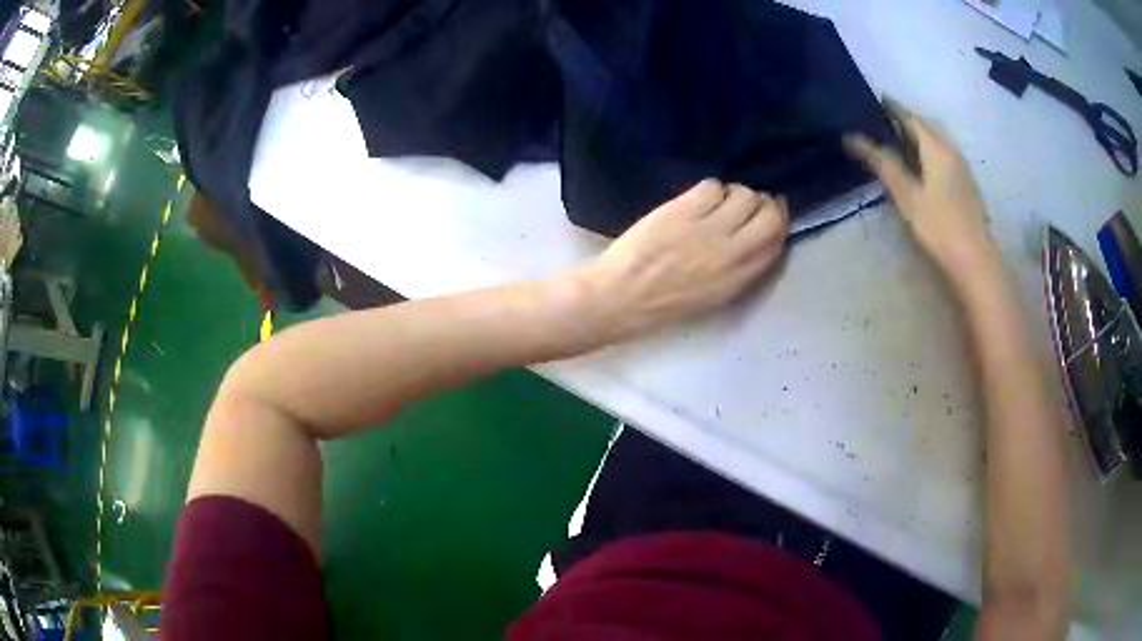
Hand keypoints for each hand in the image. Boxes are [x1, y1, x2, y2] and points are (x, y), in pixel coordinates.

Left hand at [579, 179, 788, 340]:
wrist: (621, 296)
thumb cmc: (666, 301)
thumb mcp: (715, 295)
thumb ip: (741, 268)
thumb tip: (757, 236)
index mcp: (739, 278)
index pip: (775, 240)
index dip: (779, 220)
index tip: (774, 210)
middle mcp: (731, 252)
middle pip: (767, 214)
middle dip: (764, 202)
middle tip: (749, 201)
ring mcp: (707, 229)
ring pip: (742, 194)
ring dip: (736, 193)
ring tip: (719, 202)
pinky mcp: (683, 211)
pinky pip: (712, 186)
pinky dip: (710, 189)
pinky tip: (697, 200)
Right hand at [845, 103, 999, 292]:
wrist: (976, 263)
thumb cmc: (940, 227)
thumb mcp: (907, 196)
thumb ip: (882, 164)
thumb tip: (852, 138)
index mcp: (937, 149)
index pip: (910, 117)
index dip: (891, 107)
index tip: (873, 98)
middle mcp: (951, 152)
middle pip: (924, 129)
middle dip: (903, 121)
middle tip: (879, 120)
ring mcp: (961, 170)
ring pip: (934, 144)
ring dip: (915, 139)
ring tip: (894, 142)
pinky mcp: (965, 187)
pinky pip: (941, 159)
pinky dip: (925, 154)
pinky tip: (917, 167)